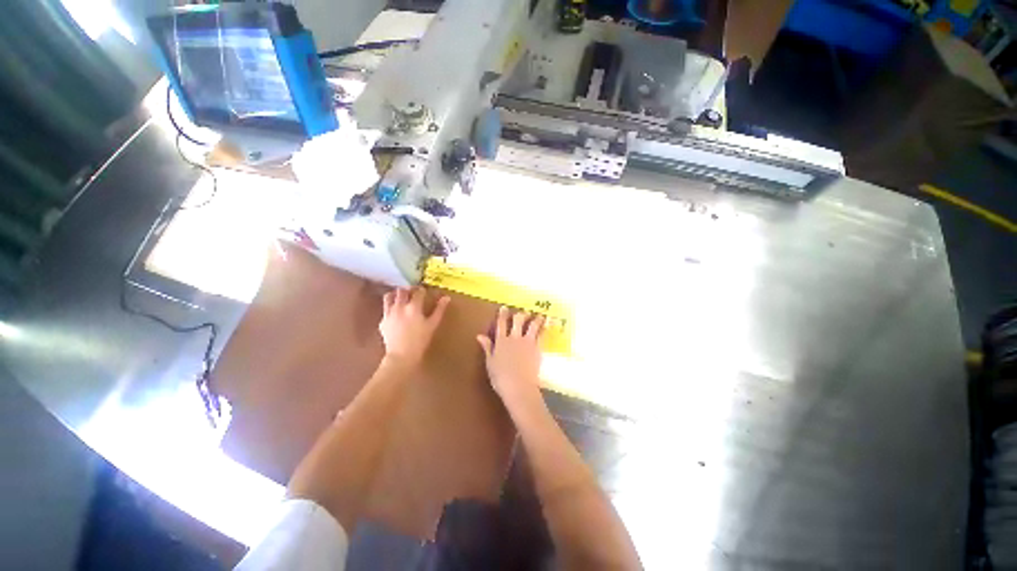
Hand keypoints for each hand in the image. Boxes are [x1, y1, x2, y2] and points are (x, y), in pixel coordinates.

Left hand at [379, 288, 449, 369]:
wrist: (401, 356)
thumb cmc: (420, 340)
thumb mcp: (433, 325)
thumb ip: (439, 309)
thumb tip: (446, 297)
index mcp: (413, 307)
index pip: (418, 292)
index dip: (422, 290)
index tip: (424, 291)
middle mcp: (400, 306)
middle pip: (402, 291)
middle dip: (408, 289)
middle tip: (412, 292)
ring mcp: (389, 313)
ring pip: (389, 296)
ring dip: (395, 294)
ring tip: (400, 297)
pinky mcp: (382, 321)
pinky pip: (385, 309)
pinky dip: (390, 307)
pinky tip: (394, 312)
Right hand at [477, 307, 544, 408]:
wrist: (518, 386)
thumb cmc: (501, 377)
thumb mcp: (490, 363)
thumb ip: (487, 347)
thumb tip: (480, 335)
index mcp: (501, 341)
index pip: (501, 324)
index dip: (502, 315)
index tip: (504, 308)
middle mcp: (514, 338)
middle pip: (518, 321)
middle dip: (520, 315)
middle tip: (524, 312)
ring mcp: (527, 342)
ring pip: (532, 326)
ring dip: (536, 319)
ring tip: (539, 315)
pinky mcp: (537, 348)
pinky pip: (541, 336)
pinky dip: (544, 330)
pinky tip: (547, 327)